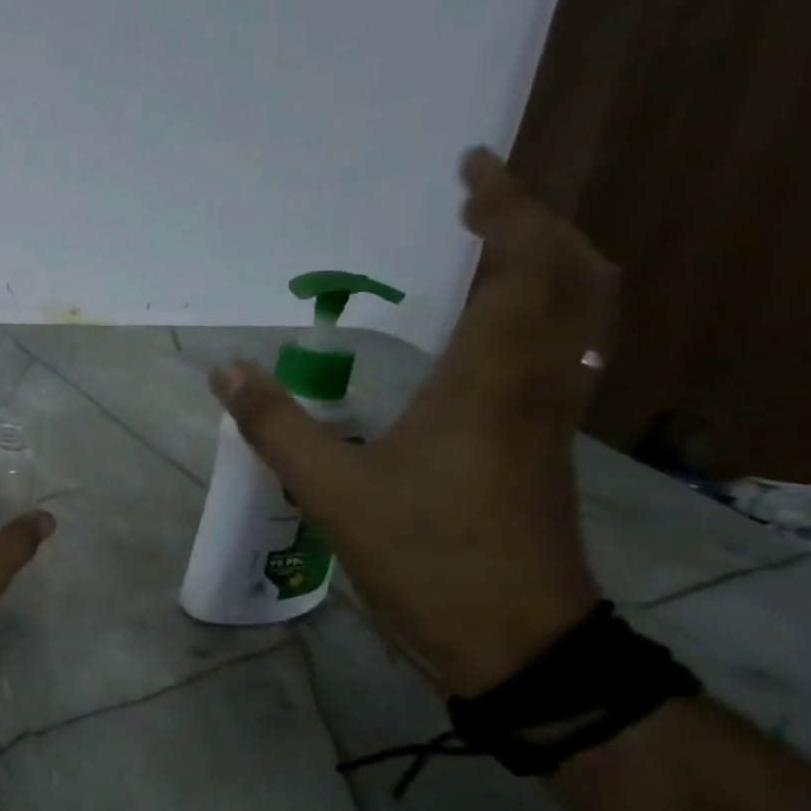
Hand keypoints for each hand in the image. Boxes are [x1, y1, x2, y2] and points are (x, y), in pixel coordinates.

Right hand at [212, 149, 613, 694]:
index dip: (505, 208)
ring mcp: (552, 415)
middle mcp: (539, 383)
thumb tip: (226, 369)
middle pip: (577, 277)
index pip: (523, 269)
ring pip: (583, 313)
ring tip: (490, 245)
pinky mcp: (546, 442)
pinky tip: (493, 325)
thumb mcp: (333, 491)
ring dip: (549, 262)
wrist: (520, 642)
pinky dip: (542, 308)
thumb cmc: (429, 557)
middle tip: (479, 201)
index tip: (471, 169)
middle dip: (536, 223)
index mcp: (491, 382)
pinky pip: (564, 348)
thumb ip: (276, 425)